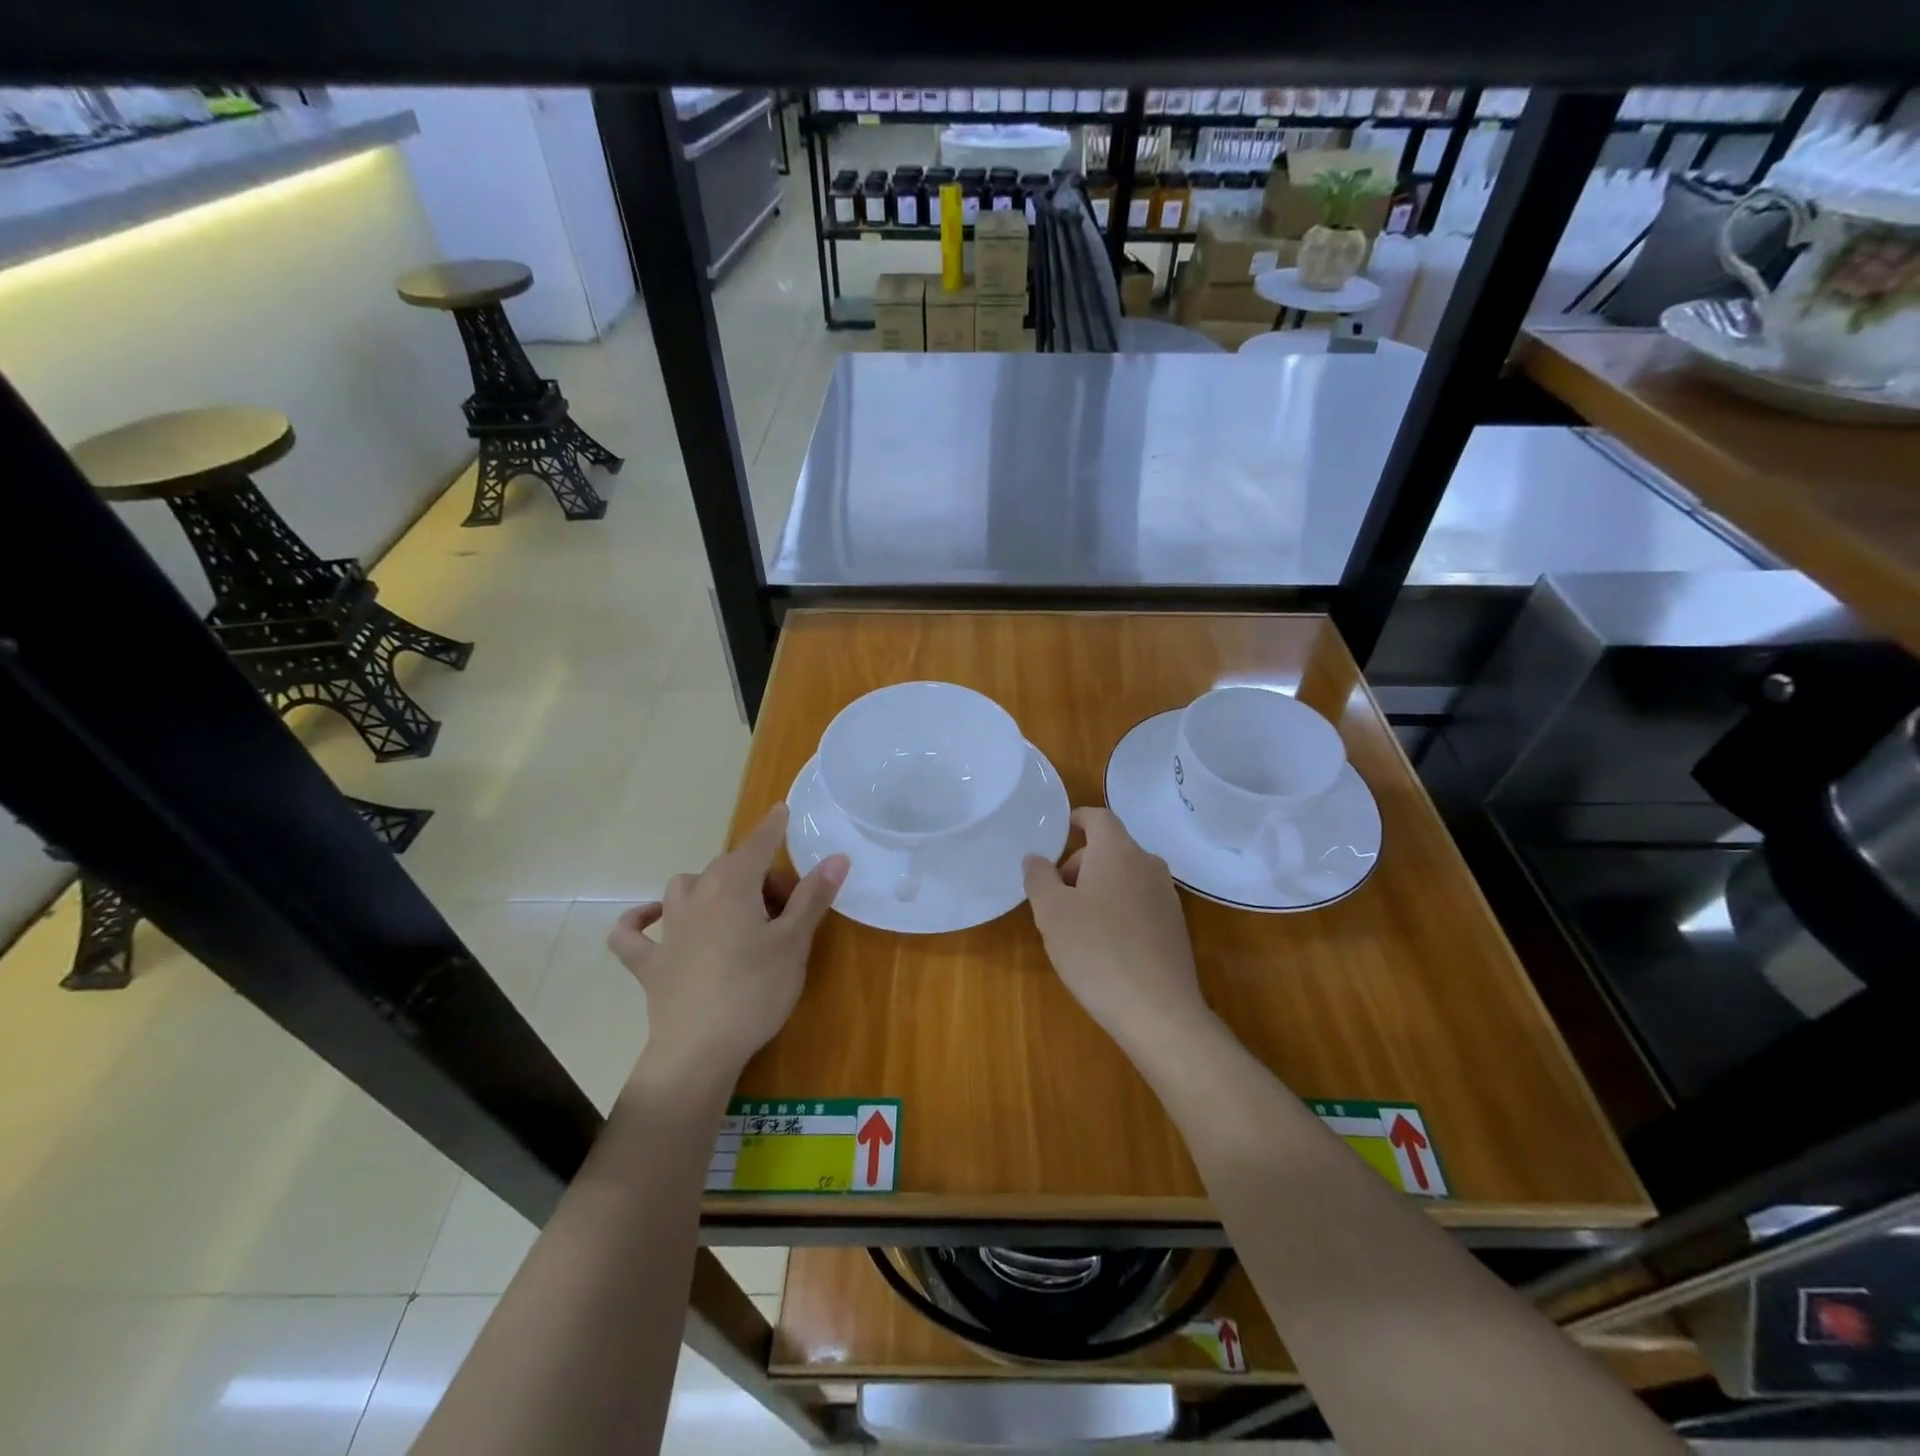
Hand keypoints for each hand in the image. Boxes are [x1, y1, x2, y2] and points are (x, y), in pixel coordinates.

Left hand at [609, 804, 847, 1092]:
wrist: (699, 1050)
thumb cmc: (755, 990)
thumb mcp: (795, 942)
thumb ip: (813, 897)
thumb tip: (836, 857)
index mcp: (733, 885)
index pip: (757, 844)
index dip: (773, 828)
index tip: (781, 810)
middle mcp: (696, 896)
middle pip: (730, 868)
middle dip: (758, 876)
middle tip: (786, 908)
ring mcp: (668, 930)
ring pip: (685, 888)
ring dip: (708, 888)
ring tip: (734, 910)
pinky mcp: (649, 963)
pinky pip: (634, 933)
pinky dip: (641, 921)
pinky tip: (652, 920)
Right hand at [1022, 808, 1209, 1055]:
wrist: (1158, 1011)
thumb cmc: (1096, 952)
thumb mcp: (1052, 913)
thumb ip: (1039, 878)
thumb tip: (1035, 857)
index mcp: (1119, 852)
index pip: (1099, 817)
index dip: (1077, 819)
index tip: (1058, 833)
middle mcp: (1148, 865)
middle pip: (1111, 848)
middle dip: (1080, 864)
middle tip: (1054, 896)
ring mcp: (1167, 896)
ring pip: (1126, 876)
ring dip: (1099, 888)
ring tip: (1076, 924)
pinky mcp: (1175, 926)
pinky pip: (1140, 902)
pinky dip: (1119, 909)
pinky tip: (1104, 946)